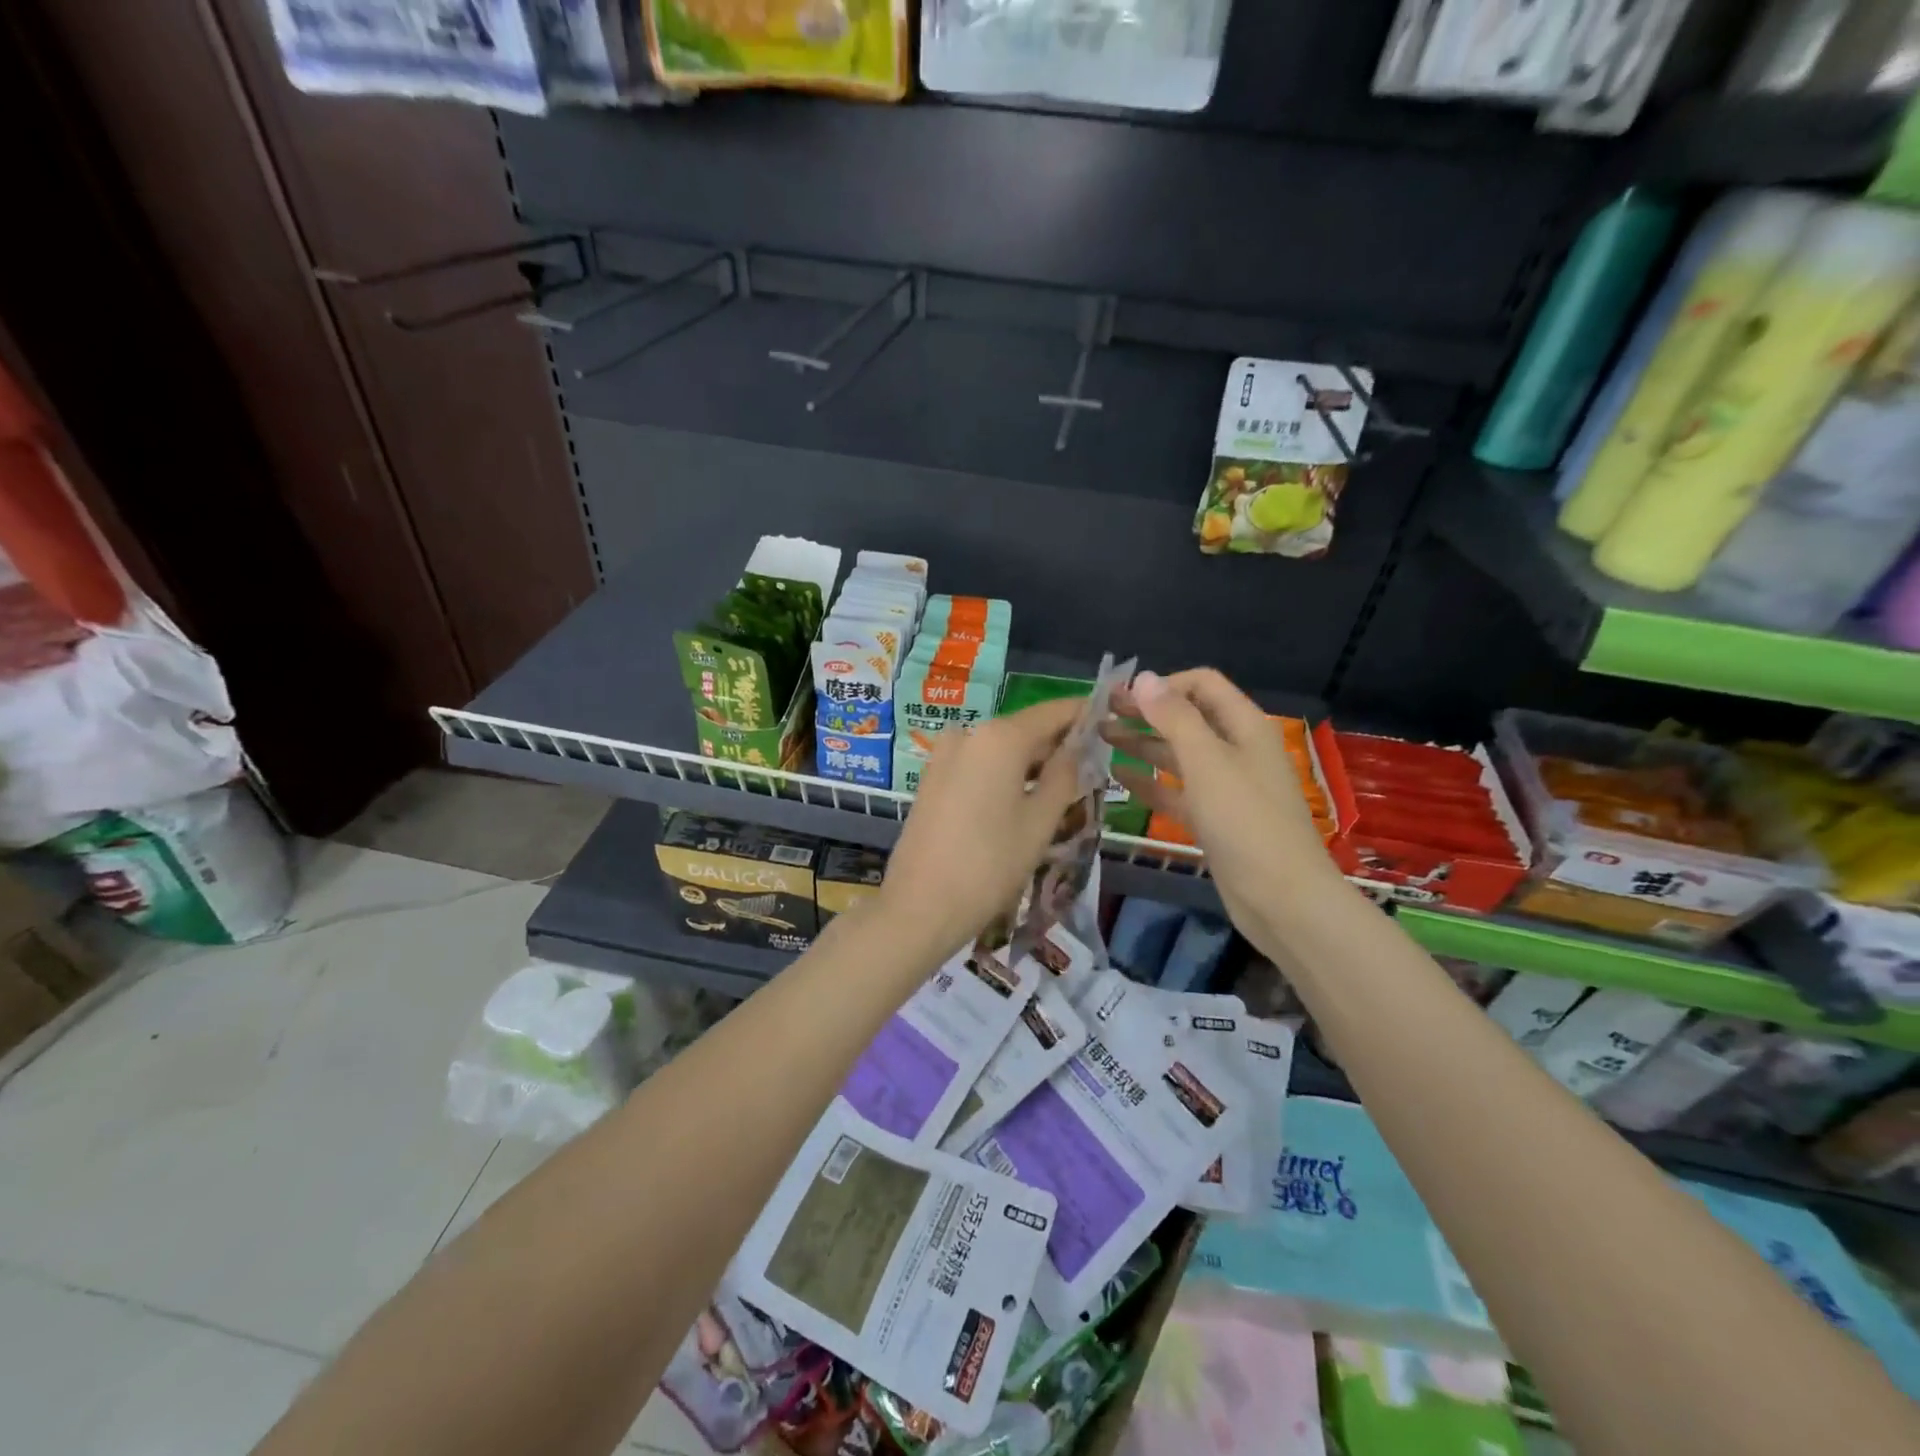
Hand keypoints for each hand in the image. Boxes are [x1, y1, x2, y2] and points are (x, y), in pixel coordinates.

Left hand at [875, 698, 1085, 965]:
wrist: (920, 906)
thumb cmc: (990, 864)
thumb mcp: (1041, 821)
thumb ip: (1065, 775)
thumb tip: (1078, 747)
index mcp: (1000, 736)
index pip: (1053, 712)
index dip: (1084, 714)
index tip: (1110, 722)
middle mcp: (969, 733)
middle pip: (1025, 729)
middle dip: (1058, 745)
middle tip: (1092, 769)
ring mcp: (944, 754)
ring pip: (1001, 749)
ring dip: (1032, 763)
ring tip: (1063, 791)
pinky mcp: (932, 778)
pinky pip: (979, 764)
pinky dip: (1004, 774)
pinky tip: (1023, 801)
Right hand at [1106, 668, 1343, 945]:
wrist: (1281, 898)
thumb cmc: (1245, 821)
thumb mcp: (1207, 761)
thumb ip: (1174, 718)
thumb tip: (1144, 678)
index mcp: (1244, 727)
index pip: (1202, 685)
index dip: (1163, 685)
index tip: (1122, 696)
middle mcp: (1236, 750)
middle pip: (1186, 718)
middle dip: (1145, 712)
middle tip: (1099, 714)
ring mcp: (1225, 787)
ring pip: (1177, 755)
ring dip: (1141, 744)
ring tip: (1100, 738)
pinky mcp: (1213, 820)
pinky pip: (1175, 791)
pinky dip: (1148, 782)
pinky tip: (1117, 777)